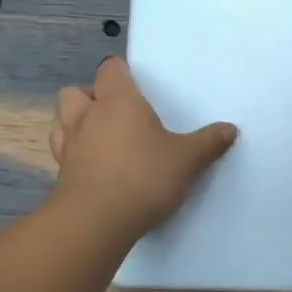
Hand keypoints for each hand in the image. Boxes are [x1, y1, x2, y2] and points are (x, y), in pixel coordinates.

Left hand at [50, 57, 237, 237]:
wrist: (96, 222)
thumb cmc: (143, 177)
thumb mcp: (187, 159)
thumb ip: (208, 142)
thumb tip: (230, 129)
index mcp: (118, 102)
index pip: (110, 70)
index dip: (121, 71)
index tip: (136, 81)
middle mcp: (88, 116)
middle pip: (75, 91)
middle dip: (91, 96)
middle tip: (116, 112)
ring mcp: (69, 146)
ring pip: (61, 120)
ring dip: (76, 122)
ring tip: (100, 135)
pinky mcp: (61, 174)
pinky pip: (63, 151)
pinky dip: (74, 152)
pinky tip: (93, 164)